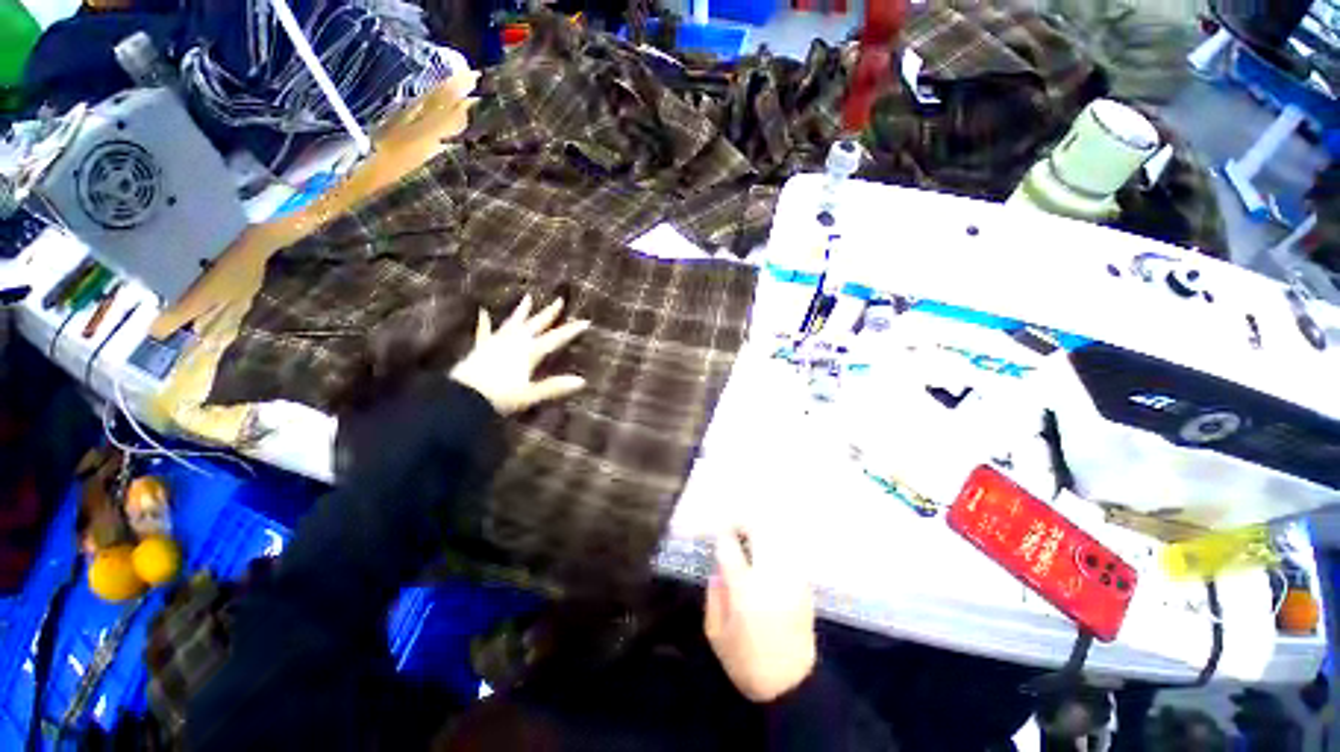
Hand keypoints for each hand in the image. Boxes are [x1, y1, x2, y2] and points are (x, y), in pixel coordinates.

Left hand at [449, 295, 590, 415]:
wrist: (464, 398)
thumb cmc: (500, 397)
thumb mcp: (531, 395)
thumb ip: (554, 387)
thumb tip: (581, 381)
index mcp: (529, 352)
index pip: (555, 339)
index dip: (571, 330)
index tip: (585, 321)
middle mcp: (515, 342)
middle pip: (535, 325)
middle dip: (548, 313)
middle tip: (559, 300)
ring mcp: (497, 343)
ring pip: (513, 323)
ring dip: (522, 311)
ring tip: (527, 297)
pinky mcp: (482, 348)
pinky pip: (485, 332)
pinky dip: (485, 323)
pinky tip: (482, 312)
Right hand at [704, 525, 817, 702]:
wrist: (791, 686)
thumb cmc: (746, 662)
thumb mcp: (715, 632)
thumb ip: (714, 593)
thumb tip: (719, 565)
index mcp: (744, 588)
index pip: (730, 544)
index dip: (721, 532)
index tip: (717, 532)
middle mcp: (771, 575)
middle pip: (759, 529)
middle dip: (744, 521)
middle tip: (734, 526)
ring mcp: (791, 577)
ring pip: (778, 535)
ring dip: (762, 529)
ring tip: (751, 535)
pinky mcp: (804, 584)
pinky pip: (790, 550)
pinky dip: (777, 542)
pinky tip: (768, 551)